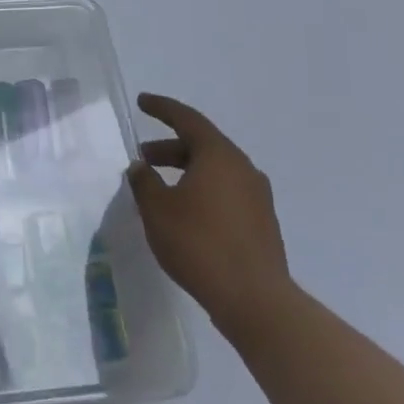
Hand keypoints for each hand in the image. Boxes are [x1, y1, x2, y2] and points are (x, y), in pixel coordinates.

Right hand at [126, 93, 291, 340]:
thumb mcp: (157, 209)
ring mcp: (257, 197)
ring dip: (185, 171)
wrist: (256, 301)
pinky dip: (202, 191)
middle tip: (143, 156)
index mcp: (219, 156)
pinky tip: (184, 213)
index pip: (187, 119)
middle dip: (170, 148)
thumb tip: (141, 167)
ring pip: (215, 171)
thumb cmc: (199, 244)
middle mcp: (243, 169)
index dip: (162, 108)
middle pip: (203, 145)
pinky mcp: (262, 224)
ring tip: (159, 188)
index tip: (142, 102)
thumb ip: (144, 182)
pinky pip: (226, 193)